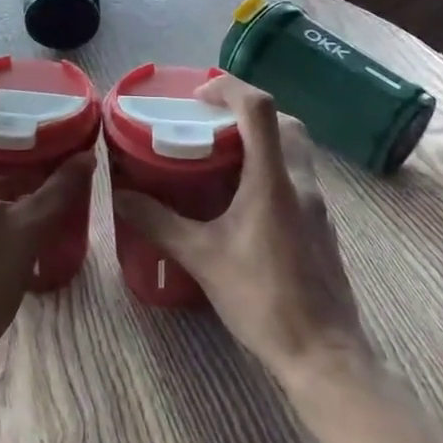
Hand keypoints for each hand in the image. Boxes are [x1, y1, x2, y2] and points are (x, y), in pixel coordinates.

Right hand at [113, 74, 373, 387]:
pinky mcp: (320, 226)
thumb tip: (118, 196)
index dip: (229, 88)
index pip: (259, 109)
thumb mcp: (202, 258)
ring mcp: (317, 205)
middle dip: (247, 112)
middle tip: (209, 125)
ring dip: (261, 140)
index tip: (198, 97)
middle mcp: (301, 182)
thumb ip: (158, 222)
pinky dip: (270, 170)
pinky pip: (296, 178)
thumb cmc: (262, 299)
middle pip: (284, 122)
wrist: (323, 354)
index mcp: (273, 180)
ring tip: (219, 159)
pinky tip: (241, 201)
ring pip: (294, 150)